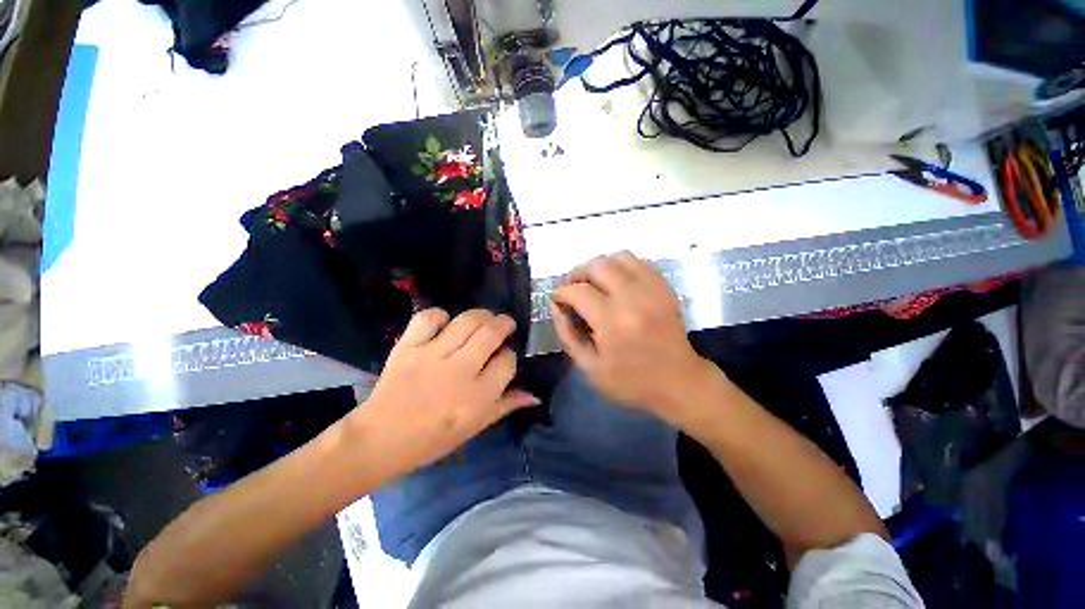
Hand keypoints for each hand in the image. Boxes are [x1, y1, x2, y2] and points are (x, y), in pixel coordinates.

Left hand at [352, 309, 538, 477]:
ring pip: (467, 321)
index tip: (505, 356)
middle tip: (505, 324)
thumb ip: (506, 406)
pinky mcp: (408, 347)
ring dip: (482, 315)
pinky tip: (446, 323)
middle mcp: (459, 371)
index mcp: (478, 397)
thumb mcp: (475, 427)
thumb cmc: (433, 438)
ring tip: (484, 319)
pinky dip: (441, 315)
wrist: (380, 439)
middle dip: (504, 323)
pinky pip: (429, 318)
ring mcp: (432, 356)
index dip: (510, 355)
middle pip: (491, 333)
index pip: (507, 361)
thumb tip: (534, 394)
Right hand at [551, 251, 717, 424]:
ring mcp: (652, 289)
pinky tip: (616, 283)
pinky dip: (621, 267)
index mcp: (612, 321)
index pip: (577, 291)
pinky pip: (639, 262)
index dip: (561, 293)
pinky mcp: (664, 288)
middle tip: (573, 288)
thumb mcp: (589, 367)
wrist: (679, 382)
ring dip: (600, 266)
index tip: (558, 300)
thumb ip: (567, 334)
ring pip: (619, 257)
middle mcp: (633, 298)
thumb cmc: (631, 381)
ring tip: (594, 283)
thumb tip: (556, 306)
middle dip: (578, 273)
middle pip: (598, 265)